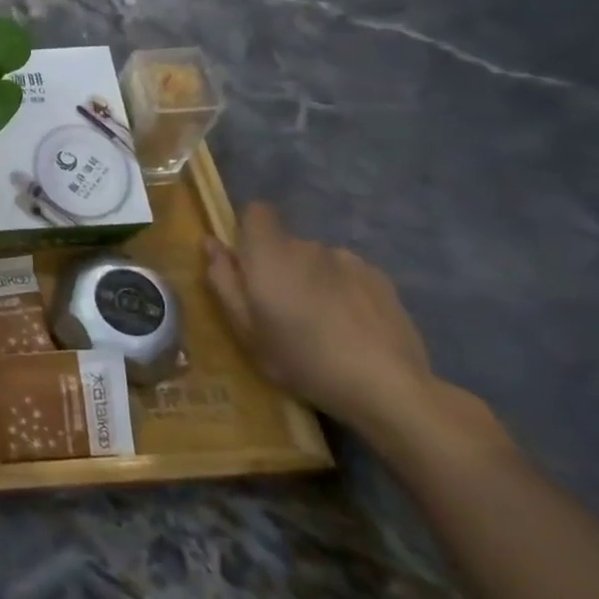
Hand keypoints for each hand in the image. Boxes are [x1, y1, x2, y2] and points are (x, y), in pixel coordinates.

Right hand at [204, 202, 435, 437]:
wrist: (386, 386)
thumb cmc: (300, 358)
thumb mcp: (245, 328)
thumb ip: (223, 280)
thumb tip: (211, 243)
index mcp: (269, 254)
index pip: (257, 212)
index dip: (249, 230)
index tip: (248, 263)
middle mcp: (308, 246)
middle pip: (286, 243)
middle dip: (280, 266)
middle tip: (283, 309)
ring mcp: (349, 261)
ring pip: (318, 260)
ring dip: (314, 279)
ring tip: (323, 321)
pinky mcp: (381, 279)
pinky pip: (349, 274)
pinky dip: (345, 290)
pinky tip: (353, 326)